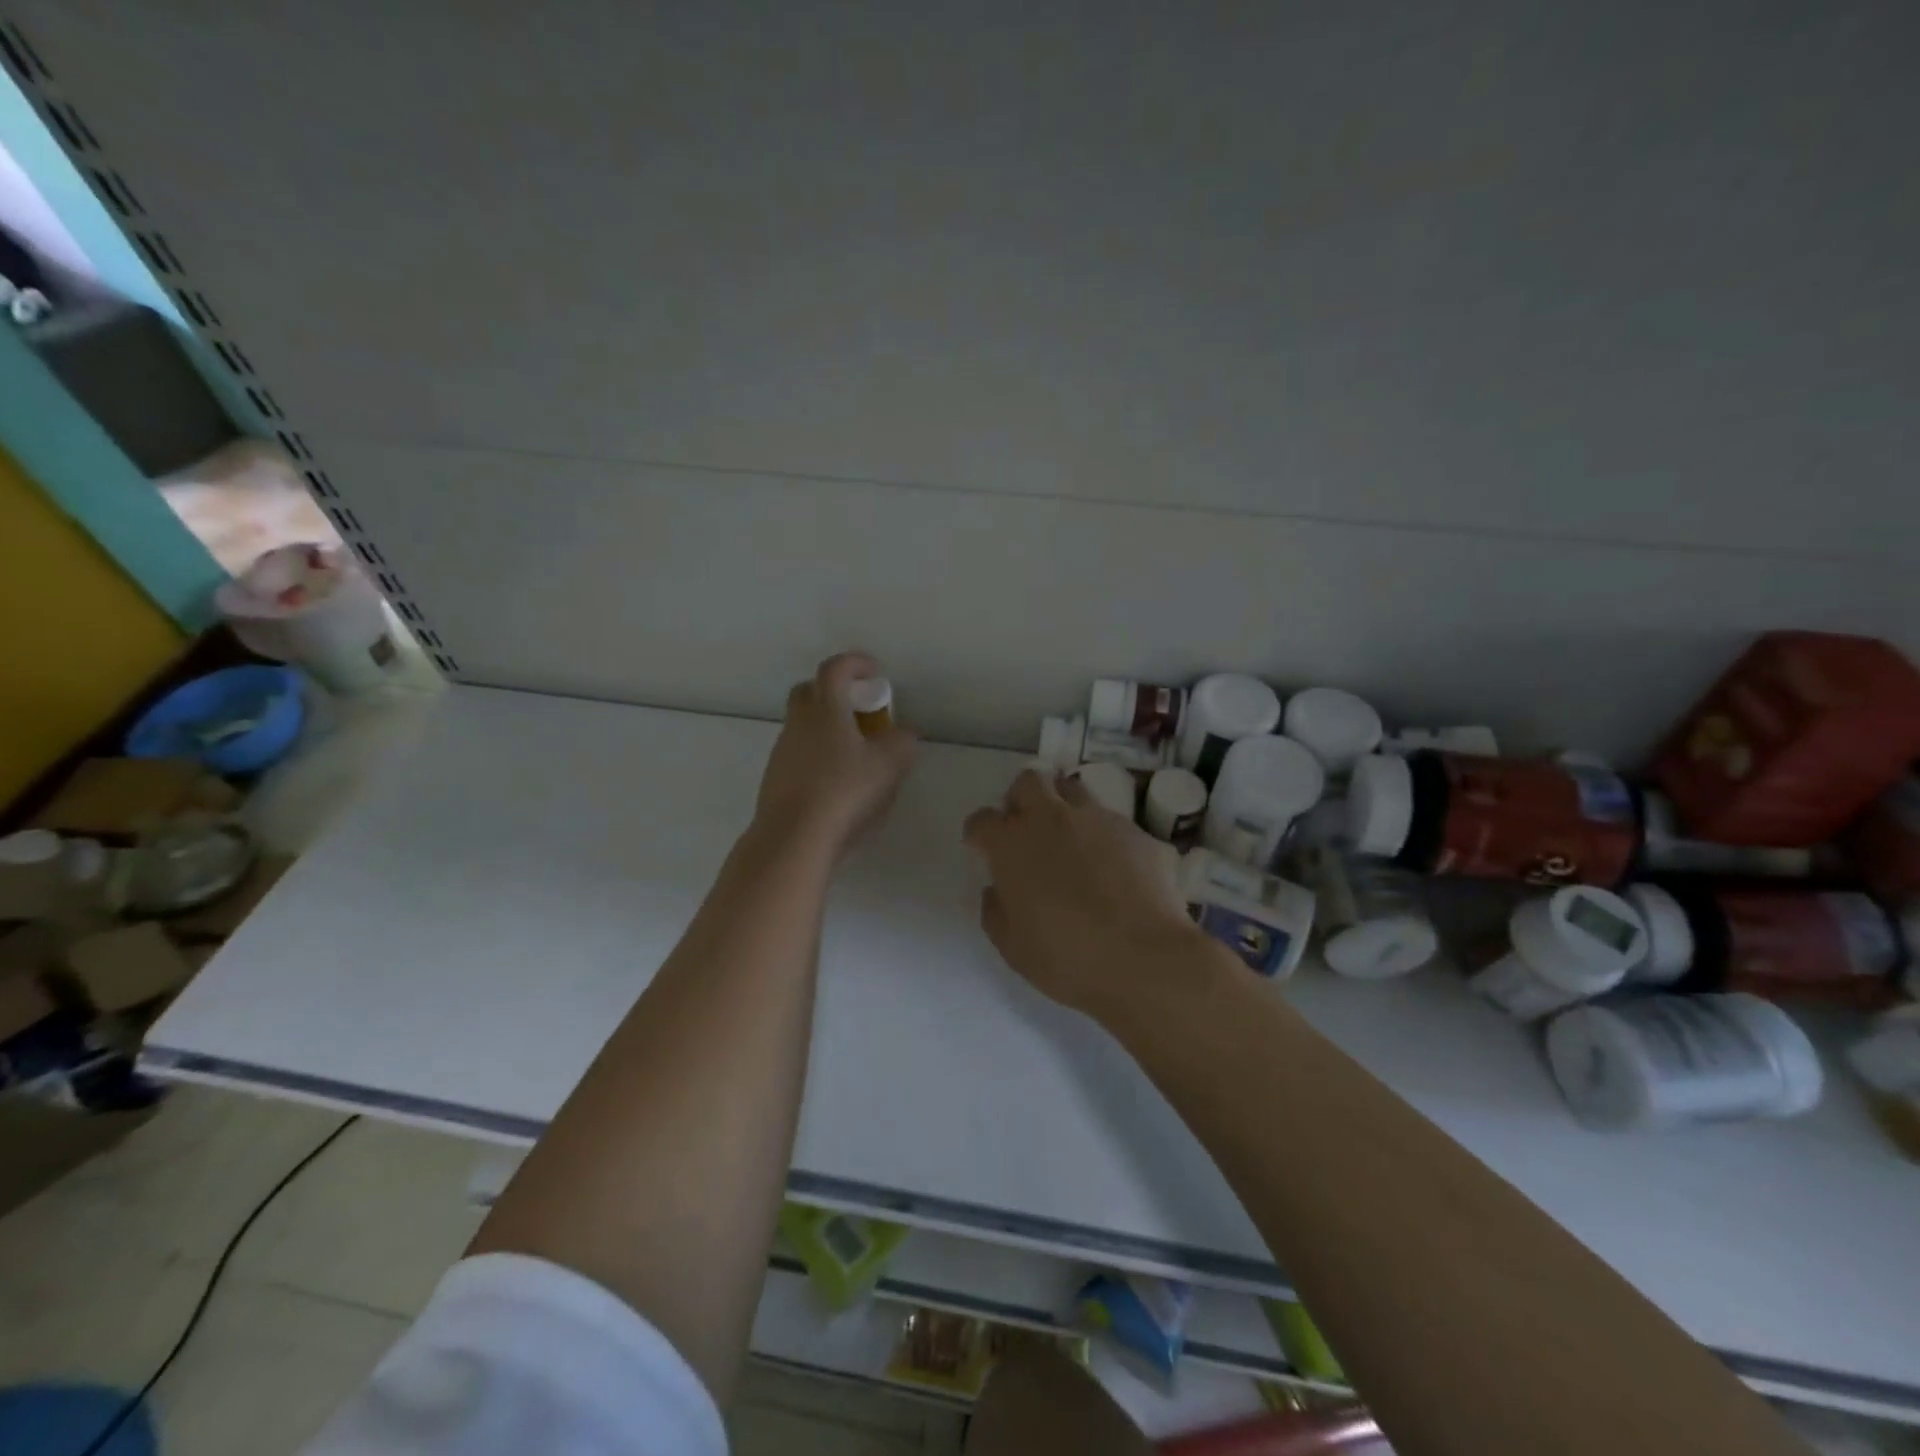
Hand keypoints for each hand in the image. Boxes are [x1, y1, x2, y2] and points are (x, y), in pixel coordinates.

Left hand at [753, 651, 915, 858]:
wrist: (794, 836)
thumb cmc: (844, 791)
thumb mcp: (889, 765)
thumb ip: (902, 743)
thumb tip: (904, 734)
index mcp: (825, 710)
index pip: (835, 669)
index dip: (855, 663)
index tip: (874, 672)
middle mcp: (799, 723)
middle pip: (810, 691)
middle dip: (834, 691)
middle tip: (860, 709)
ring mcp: (782, 751)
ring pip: (803, 725)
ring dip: (826, 727)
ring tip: (854, 752)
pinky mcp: (775, 778)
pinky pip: (798, 754)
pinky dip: (817, 755)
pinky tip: (837, 782)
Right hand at [963, 770, 1224, 1028]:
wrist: (1144, 958)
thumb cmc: (1066, 957)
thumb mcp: (1012, 946)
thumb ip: (996, 910)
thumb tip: (998, 890)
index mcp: (1011, 844)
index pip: (982, 820)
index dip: (980, 834)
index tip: (984, 850)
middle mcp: (1051, 818)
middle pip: (1028, 781)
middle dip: (1022, 799)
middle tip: (1027, 829)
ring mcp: (1098, 820)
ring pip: (1073, 790)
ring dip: (1064, 807)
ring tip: (1072, 842)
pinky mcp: (1136, 832)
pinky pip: (1113, 823)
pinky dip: (1105, 838)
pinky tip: (1115, 870)